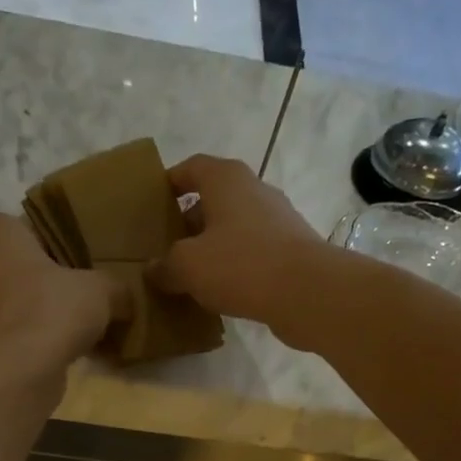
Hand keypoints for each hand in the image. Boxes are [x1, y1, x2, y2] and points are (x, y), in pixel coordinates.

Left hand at [0, 213, 129, 380]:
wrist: (14, 374)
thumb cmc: (50, 311)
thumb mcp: (101, 290)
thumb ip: (114, 286)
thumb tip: (124, 297)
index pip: (20, 224)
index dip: (48, 238)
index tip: (74, 257)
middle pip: (14, 264)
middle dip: (42, 278)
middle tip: (78, 291)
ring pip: (11, 300)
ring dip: (37, 311)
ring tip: (74, 325)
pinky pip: (11, 332)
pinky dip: (31, 339)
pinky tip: (62, 351)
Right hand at [148, 154, 352, 343]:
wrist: (307, 292)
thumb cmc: (241, 264)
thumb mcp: (187, 266)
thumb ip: (165, 266)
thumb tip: (153, 269)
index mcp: (226, 179)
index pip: (191, 167)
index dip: (169, 182)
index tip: (152, 204)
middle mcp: (254, 190)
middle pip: (213, 198)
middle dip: (188, 220)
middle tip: (165, 247)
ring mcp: (277, 219)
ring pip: (233, 227)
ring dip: (212, 246)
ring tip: (190, 272)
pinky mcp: (291, 249)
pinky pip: (252, 252)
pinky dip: (234, 265)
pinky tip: (221, 290)